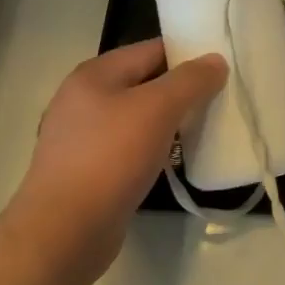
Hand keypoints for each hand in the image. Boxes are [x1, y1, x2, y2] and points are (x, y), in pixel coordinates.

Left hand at [14, 39, 226, 278]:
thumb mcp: (158, 109)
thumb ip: (191, 80)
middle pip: (144, 83)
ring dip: (168, 123)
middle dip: (181, 91)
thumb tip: (215, 60)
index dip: (188, 54)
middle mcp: (82, 99)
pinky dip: (152, 150)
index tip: (221, 67)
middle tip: (219, 99)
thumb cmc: (110, 158)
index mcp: (94, 74)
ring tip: (203, 130)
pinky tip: (172, 162)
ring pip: (137, 118)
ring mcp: (80, 138)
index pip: (151, 49)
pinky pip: (128, 148)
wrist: (63, 234)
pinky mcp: (85, 172)